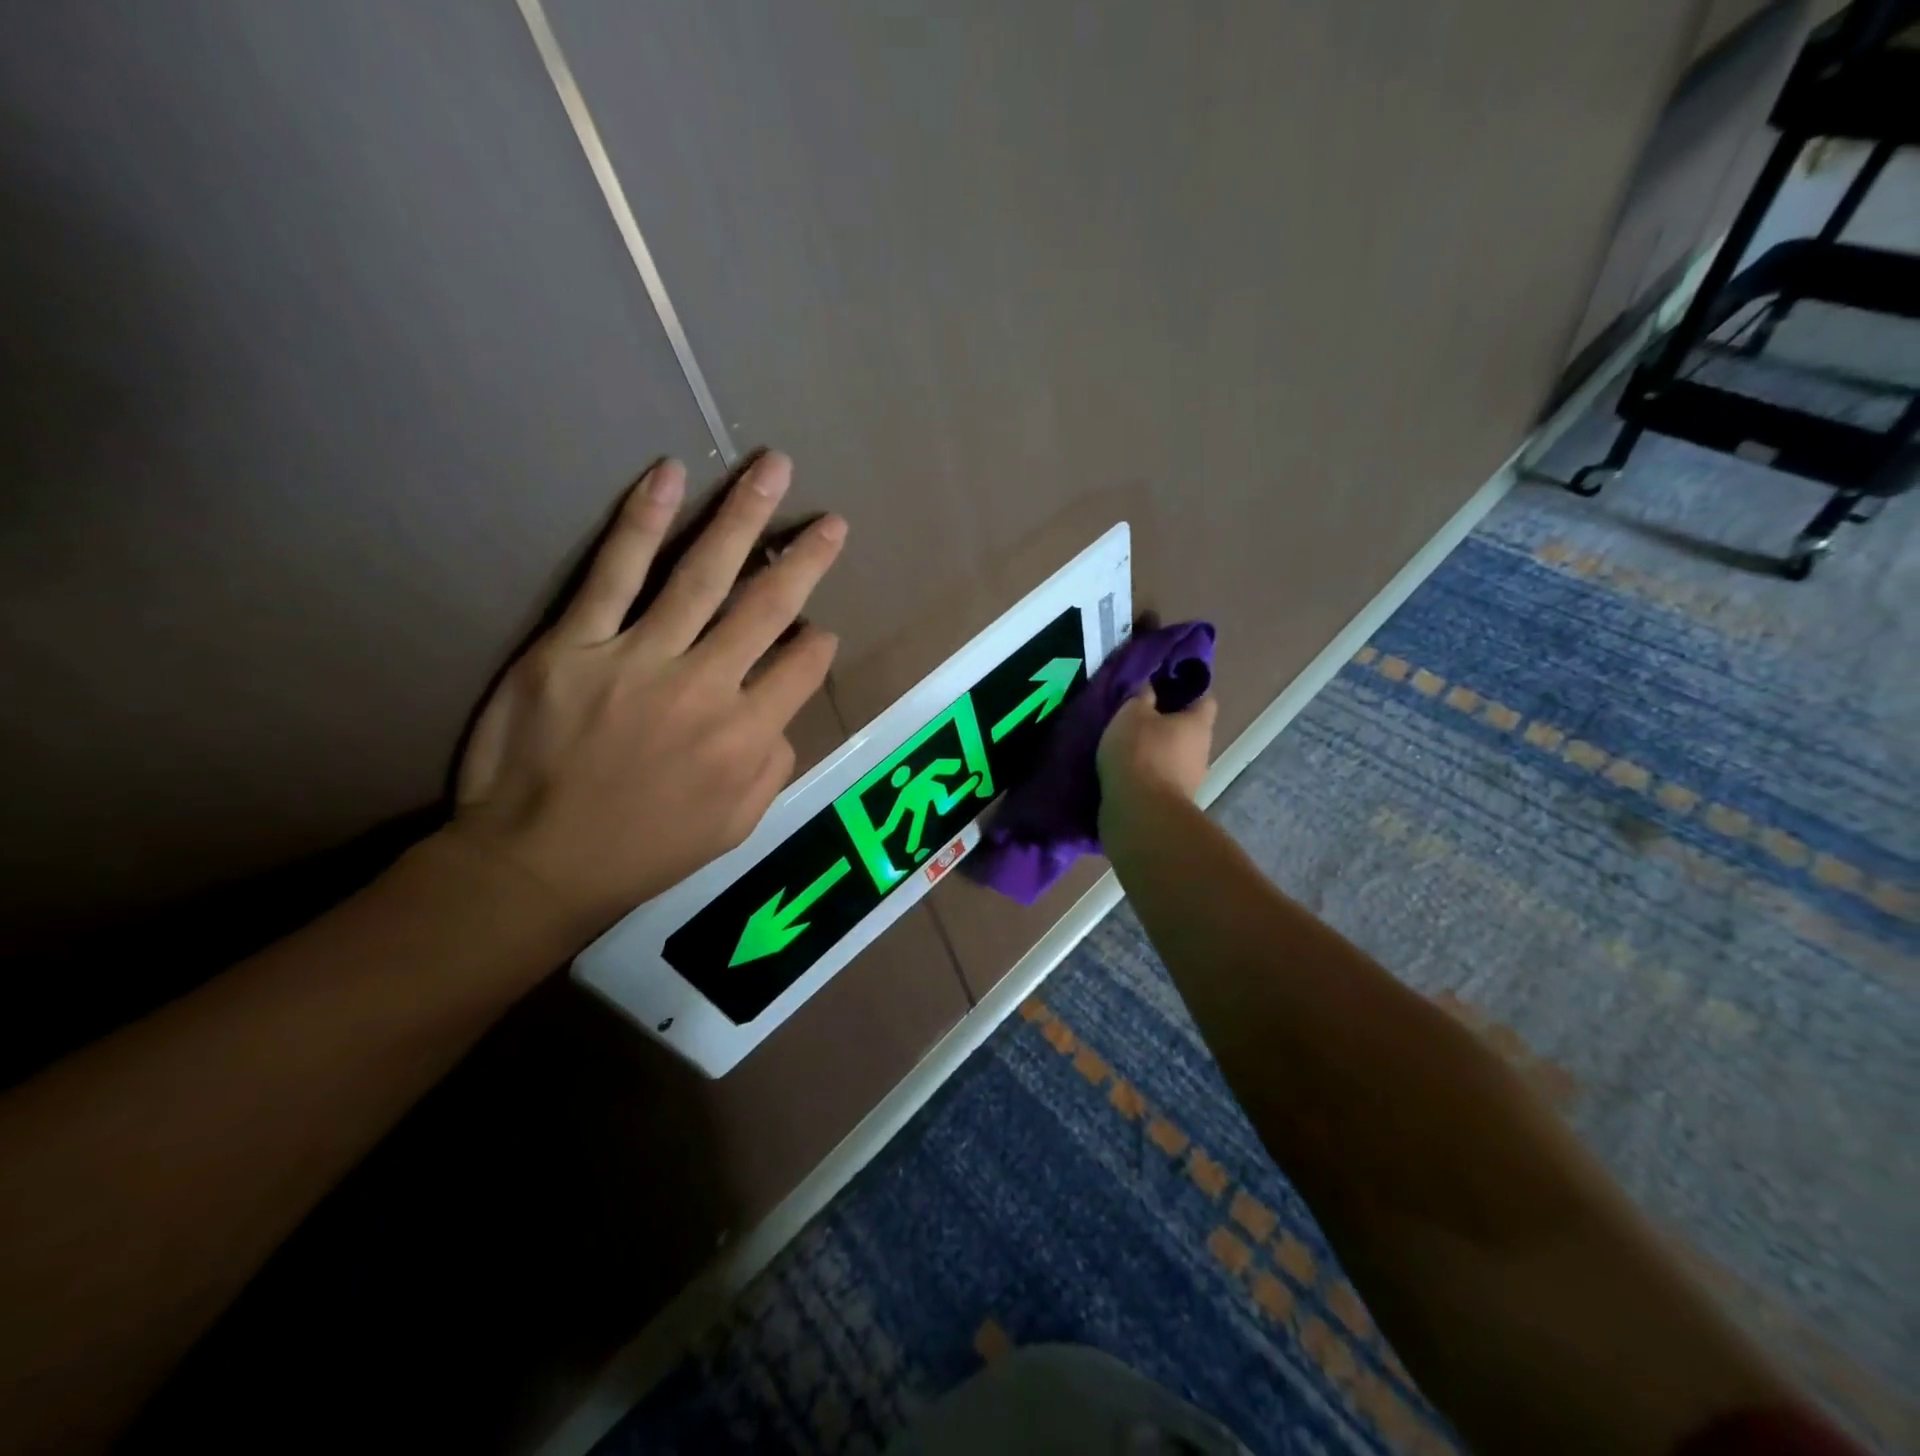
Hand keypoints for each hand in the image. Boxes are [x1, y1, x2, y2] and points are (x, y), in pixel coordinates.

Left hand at [448, 453, 844, 934]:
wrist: (536, 863)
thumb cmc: (643, 850)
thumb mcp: (734, 828)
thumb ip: (772, 768)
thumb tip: (783, 714)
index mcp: (745, 737)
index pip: (801, 668)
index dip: (818, 644)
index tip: (819, 630)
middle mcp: (705, 687)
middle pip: (767, 607)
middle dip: (805, 558)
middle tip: (830, 521)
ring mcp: (638, 658)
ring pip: (703, 574)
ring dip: (744, 518)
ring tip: (772, 469)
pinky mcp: (574, 643)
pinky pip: (614, 573)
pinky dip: (643, 522)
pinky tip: (668, 476)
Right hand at [1097, 682, 1217, 829]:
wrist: (1140, 814)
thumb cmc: (1140, 753)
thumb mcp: (1132, 714)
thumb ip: (1141, 696)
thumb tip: (1149, 687)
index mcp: (1198, 724)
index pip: (1204, 698)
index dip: (1187, 688)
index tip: (1165, 684)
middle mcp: (1202, 751)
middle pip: (1188, 730)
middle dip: (1167, 723)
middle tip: (1139, 716)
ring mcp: (1190, 781)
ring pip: (1174, 757)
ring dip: (1156, 752)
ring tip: (1127, 746)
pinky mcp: (1173, 804)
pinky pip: (1161, 779)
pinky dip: (1147, 774)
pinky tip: (1126, 772)